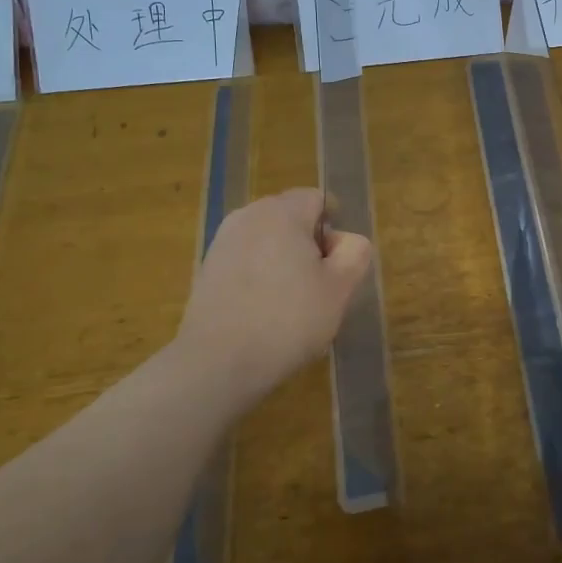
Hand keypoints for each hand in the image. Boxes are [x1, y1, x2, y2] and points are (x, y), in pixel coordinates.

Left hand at [175, 188, 372, 408]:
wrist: (219, 362)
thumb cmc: (288, 320)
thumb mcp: (340, 288)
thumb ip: (354, 253)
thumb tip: (345, 241)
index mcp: (282, 213)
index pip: (317, 199)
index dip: (335, 227)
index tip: (337, 264)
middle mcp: (248, 216)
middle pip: (290, 217)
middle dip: (309, 244)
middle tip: (320, 286)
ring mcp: (222, 242)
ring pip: (267, 240)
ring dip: (284, 261)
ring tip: (292, 303)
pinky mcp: (207, 270)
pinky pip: (245, 260)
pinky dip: (260, 276)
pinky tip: (264, 312)